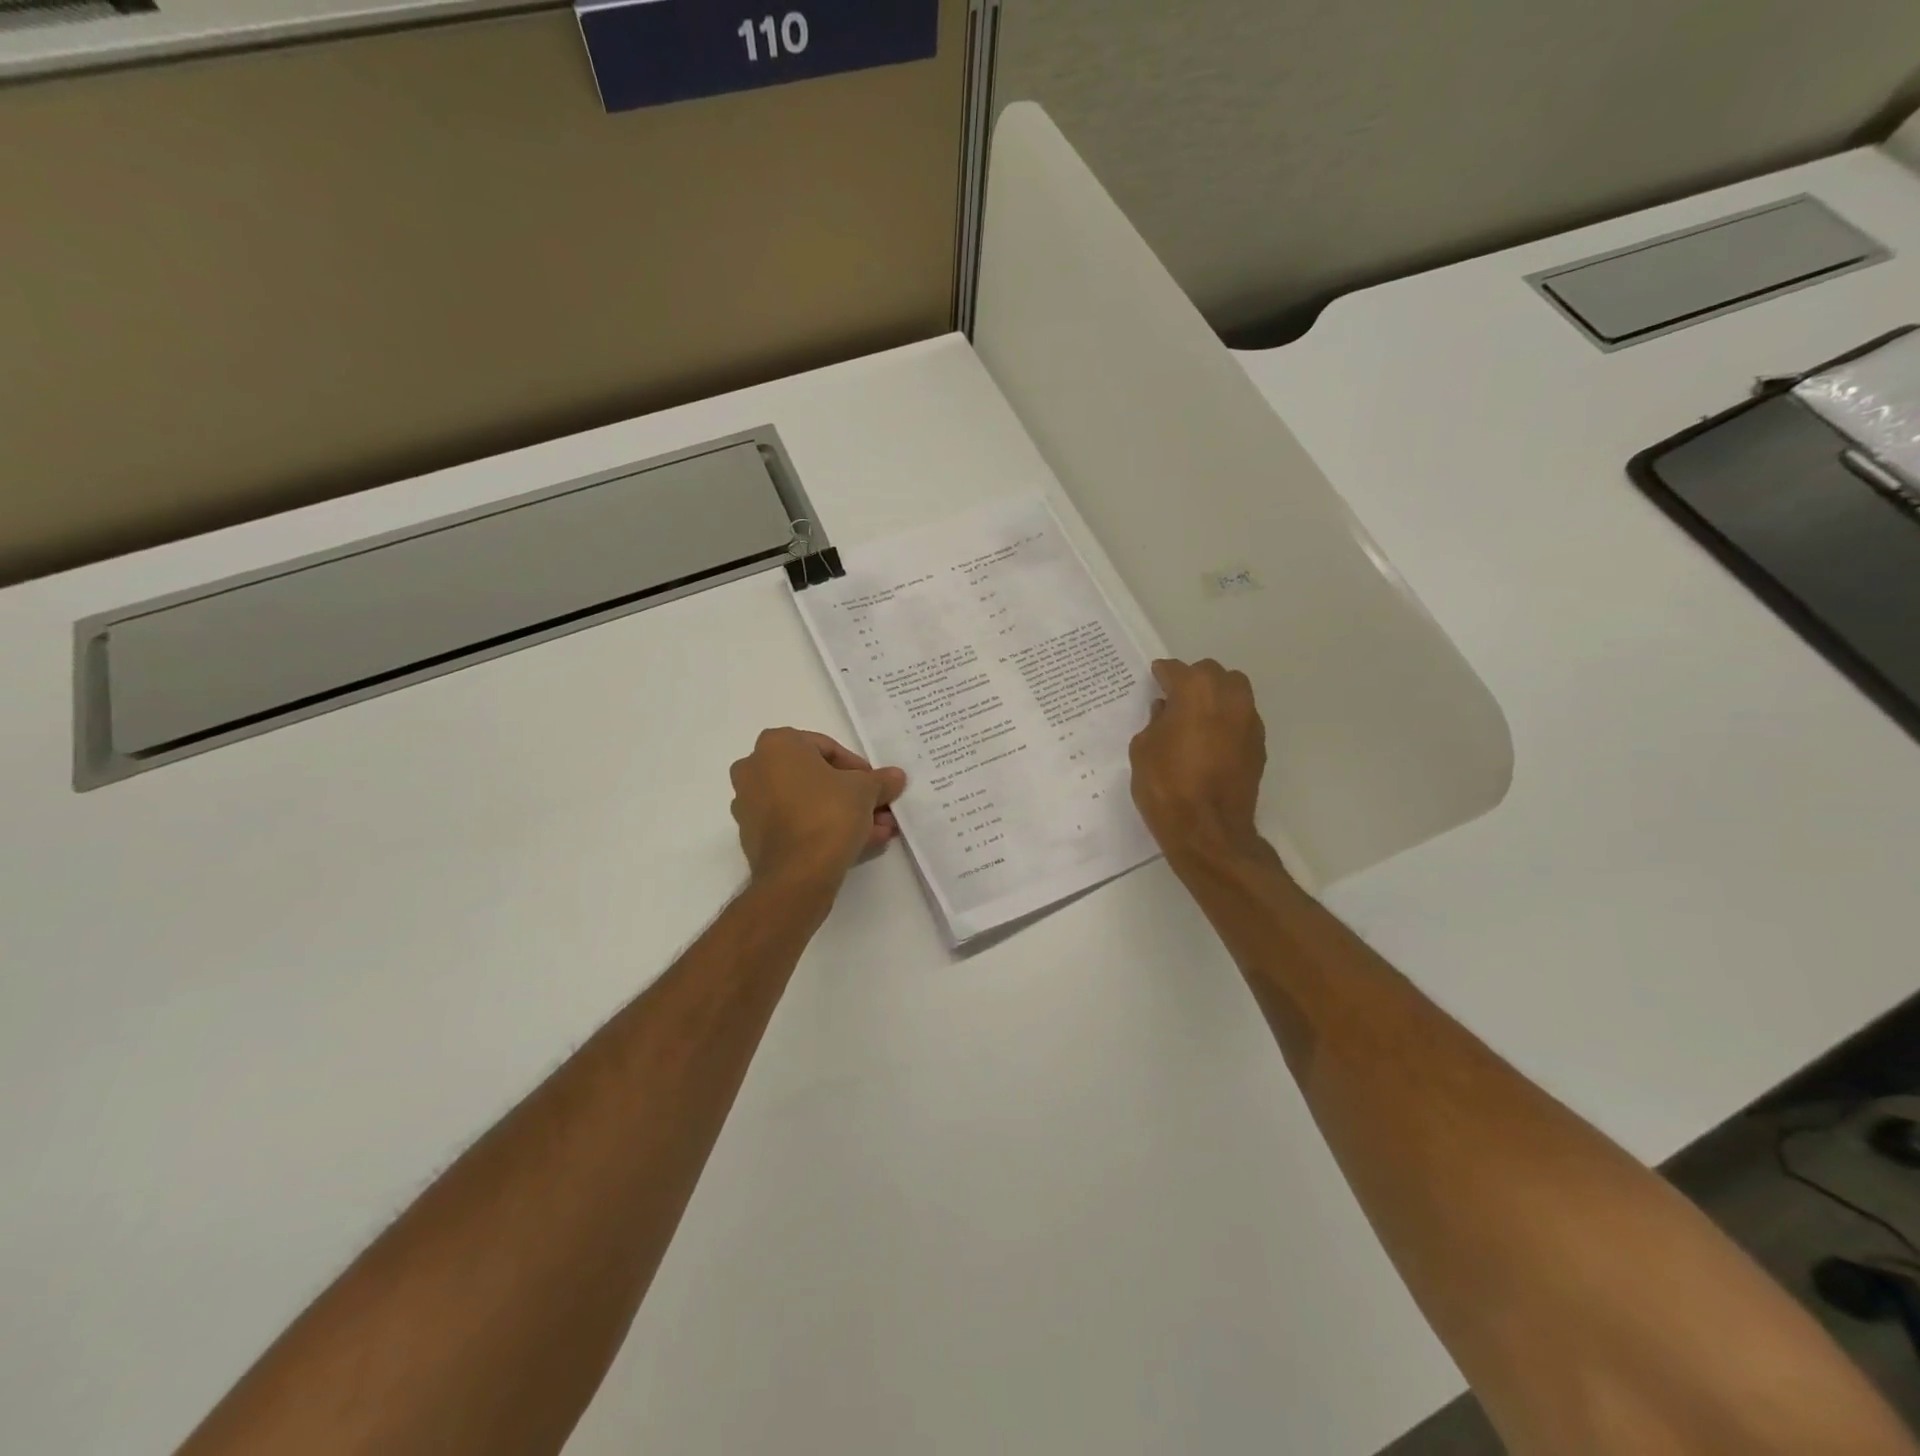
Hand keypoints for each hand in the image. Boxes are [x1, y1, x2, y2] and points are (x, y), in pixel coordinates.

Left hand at [730, 729, 907, 892]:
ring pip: (806, 803)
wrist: (797, 874)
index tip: (876, 786)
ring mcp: (749, 804)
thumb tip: (895, 776)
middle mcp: (754, 768)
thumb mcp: (866, 790)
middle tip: (880, 810)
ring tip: (876, 832)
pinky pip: (794, 824)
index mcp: (776, 745)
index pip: (827, 748)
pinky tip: (856, 844)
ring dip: (842, 814)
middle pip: (815, 778)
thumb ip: (881, 779)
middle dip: (852, 795)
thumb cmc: (828, 814)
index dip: (858, 768)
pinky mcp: (752, 836)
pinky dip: (821, 830)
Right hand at [1129, 659, 1267, 864]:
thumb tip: (1166, 712)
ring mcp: (1249, 721)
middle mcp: (1229, 697)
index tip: (1154, 680)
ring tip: (1195, 718)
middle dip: (1193, 681)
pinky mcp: (1259, 745)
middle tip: (1175, 700)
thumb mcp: (1143, 749)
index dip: (1161, 675)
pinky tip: (1210, 742)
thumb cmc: (1166, 785)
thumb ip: (1155, 722)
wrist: (1208, 830)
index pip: (1176, 670)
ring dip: (1215, 698)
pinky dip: (1226, 722)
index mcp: (1196, 691)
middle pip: (1211, 674)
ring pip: (1234, 692)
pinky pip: (1241, 719)